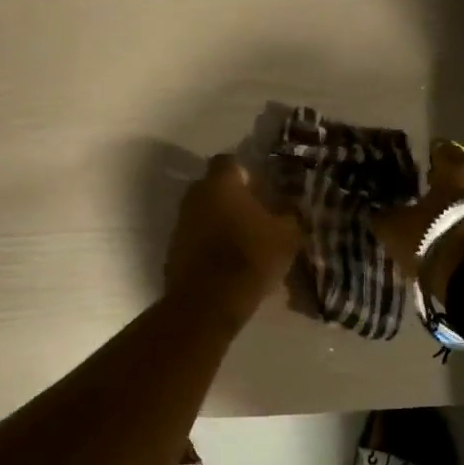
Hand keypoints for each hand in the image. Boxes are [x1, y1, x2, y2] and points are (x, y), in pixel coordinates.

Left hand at [164, 154, 300, 329]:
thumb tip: (290, 205)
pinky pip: (196, 239)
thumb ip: (290, 214)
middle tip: (257, 216)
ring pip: (205, 214)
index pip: (230, 161)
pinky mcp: (173, 251)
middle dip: (234, 198)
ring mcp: (180, 224)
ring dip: (221, 223)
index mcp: (220, 183)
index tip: (263, 190)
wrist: (207, 303)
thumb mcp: (286, 235)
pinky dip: (210, 245)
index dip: (247, 173)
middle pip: (215, 188)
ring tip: (246, 243)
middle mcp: (194, 196)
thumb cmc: (250, 258)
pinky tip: (229, 264)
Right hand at [370, 140, 463, 303]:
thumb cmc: (433, 238)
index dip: (432, 158)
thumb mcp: (395, 228)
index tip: (424, 165)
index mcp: (458, 170)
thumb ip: (386, 216)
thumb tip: (377, 212)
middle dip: (452, 188)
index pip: (444, 151)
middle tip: (434, 199)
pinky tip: (462, 245)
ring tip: (448, 226)